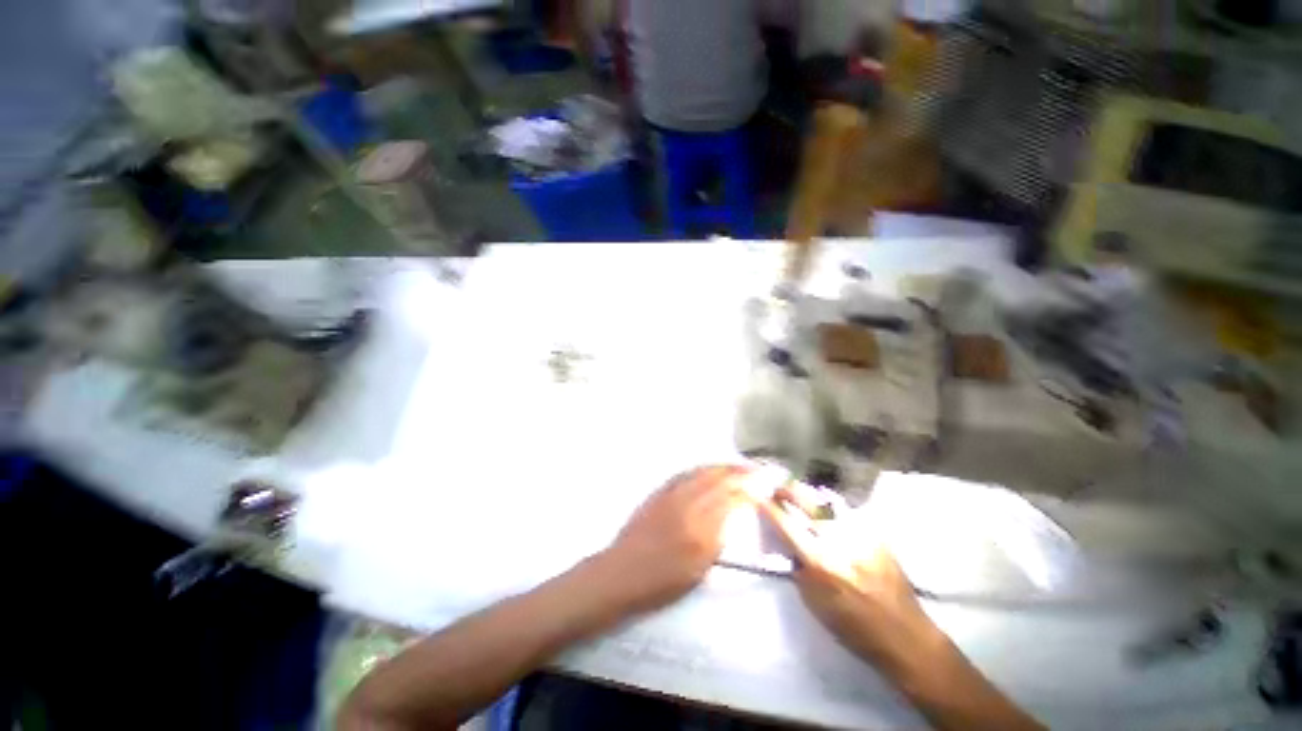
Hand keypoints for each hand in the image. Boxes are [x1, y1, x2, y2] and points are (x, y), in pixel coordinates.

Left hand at [596, 465, 748, 613]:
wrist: (622, 572)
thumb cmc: (662, 582)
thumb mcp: (698, 570)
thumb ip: (718, 540)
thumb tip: (734, 515)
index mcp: (701, 530)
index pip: (732, 500)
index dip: (751, 491)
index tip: (765, 486)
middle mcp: (688, 504)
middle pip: (720, 481)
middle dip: (742, 474)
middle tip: (759, 471)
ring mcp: (672, 494)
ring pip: (704, 473)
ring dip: (725, 468)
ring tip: (740, 467)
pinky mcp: (660, 490)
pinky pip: (687, 473)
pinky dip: (704, 468)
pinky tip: (711, 469)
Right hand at [758, 484, 942, 672]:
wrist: (905, 635)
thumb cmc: (854, 628)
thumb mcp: (814, 604)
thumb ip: (799, 568)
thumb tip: (788, 543)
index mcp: (821, 563)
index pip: (787, 525)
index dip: (770, 509)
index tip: (759, 499)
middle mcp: (840, 542)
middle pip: (807, 501)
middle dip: (788, 491)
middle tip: (778, 491)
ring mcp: (861, 535)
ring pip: (828, 500)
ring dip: (808, 494)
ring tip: (799, 495)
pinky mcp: (877, 534)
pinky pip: (847, 511)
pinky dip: (830, 506)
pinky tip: (826, 509)